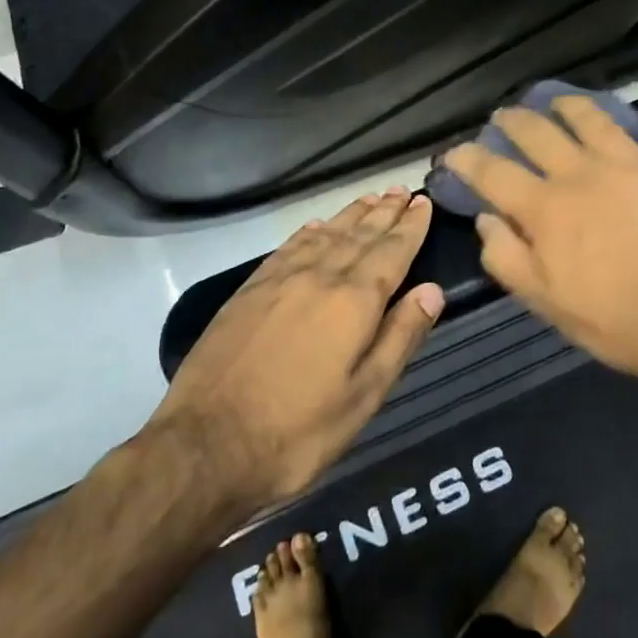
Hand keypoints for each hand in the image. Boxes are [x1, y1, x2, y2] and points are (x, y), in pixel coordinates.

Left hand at [152, 190, 443, 512]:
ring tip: (371, 198)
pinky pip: (288, 247)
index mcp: (353, 302)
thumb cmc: (297, 432)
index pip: (391, 252)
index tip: (423, 202)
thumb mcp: (364, 397)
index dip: (410, 227)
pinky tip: (316, 225)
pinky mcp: (249, 291)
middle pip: (360, 236)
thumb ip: (400, 338)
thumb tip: (432, 290)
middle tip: (401, 190)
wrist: (205, 446)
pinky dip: (309, 231)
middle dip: (385, 213)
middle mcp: (319, 277)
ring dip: (351, 215)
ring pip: (325, 235)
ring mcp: (280, 280)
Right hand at [444, 99, 637, 390]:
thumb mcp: (546, 303)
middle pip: (538, 131)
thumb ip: (507, 258)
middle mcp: (582, 173)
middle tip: (506, 116)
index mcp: (546, 208)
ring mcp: (631, 163)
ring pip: (593, 117)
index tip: (456, 151)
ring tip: (561, 103)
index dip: (468, 158)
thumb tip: (486, 219)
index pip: (493, 172)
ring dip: (572, 105)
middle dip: (514, 120)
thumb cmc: (615, 321)